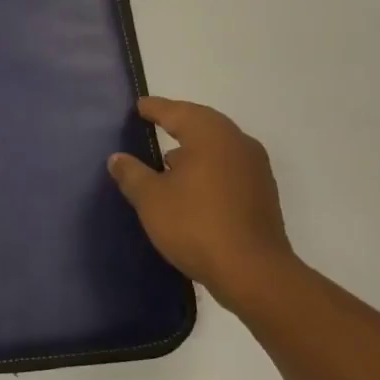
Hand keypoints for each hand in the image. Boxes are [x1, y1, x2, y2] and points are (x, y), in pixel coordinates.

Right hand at [107, 96, 296, 311]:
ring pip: (218, 146)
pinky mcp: (262, 193)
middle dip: (178, 122)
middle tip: (154, 121)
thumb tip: (118, 158)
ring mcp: (255, 168)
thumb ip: (132, 174)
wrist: (253, 272)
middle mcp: (237, 142)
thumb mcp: (151, 199)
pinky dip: (209, 167)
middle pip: (202, 123)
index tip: (139, 106)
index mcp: (210, 135)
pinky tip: (192, 185)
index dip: (154, 108)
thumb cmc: (196, 225)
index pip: (176, 112)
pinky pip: (229, 166)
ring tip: (169, 158)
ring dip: (194, 147)